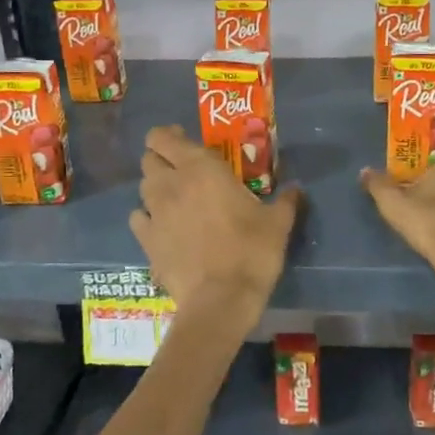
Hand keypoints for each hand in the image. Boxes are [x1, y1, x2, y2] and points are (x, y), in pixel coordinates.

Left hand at [130, 125, 301, 312]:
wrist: (221, 298)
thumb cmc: (252, 251)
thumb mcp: (278, 224)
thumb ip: (286, 201)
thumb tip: (296, 190)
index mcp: (200, 168)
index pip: (164, 137)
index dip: (169, 135)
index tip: (183, 141)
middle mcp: (171, 184)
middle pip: (149, 159)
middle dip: (161, 159)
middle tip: (181, 169)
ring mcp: (154, 213)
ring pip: (143, 187)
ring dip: (155, 187)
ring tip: (173, 198)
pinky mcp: (145, 241)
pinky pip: (138, 218)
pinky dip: (146, 217)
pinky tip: (161, 227)